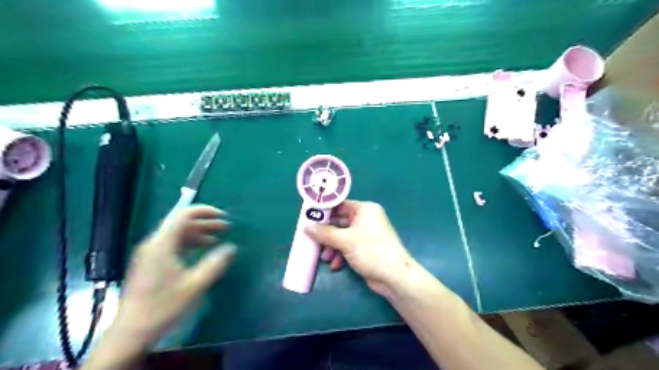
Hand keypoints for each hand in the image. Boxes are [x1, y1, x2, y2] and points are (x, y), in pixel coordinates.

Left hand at [106, 206, 233, 349]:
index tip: (224, 216)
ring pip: (178, 234)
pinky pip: (173, 244)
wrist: (131, 331)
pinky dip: (190, 243)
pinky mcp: (151, 263)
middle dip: (206, 223)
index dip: (205, 211)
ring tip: (218, 238)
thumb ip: (215, 264)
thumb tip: (232, 248)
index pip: (183, 215)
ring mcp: (150, 253)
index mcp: (162, 244)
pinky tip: (202, 250)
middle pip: (182, 223)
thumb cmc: (163, 306)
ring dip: (199, 233)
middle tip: (226, 227)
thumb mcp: (195, 285)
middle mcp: (154, 244)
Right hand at [305, 199, 416, 296]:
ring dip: (332, 246)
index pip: (340, 205)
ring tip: (324, 257)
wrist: (394, 276)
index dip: (324, 211)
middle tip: (312, 239)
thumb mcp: (345, 241)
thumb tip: (306, 227)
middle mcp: (366, 219)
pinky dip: (340, 254)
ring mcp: (366, 234)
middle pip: (339, 222)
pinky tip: (335, 265)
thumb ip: (324, 233)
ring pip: (342, 236)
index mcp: (364, 209)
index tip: (309, 217)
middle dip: (326, 233)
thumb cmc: (371, 251)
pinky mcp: (366, 248)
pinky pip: (348, 246)